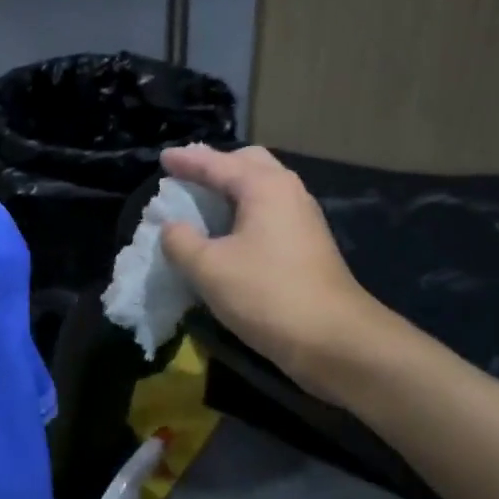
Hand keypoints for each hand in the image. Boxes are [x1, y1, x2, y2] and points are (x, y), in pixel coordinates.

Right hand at [159, 145, 401, 395]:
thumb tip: (172, 227)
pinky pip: (268, 211)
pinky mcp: (307, 243)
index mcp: (264, 186)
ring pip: (262, 187)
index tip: (163, 158)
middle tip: (187, 176)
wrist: (335, 340)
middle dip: (216, 165)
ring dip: (231, 189)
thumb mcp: (209, 268)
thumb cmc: (267, 294)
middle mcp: (288, 191)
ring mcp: (303, 217)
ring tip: (203, 201)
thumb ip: (181, 241)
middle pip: (248, 163)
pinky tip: (228, 231)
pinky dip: (244, 210)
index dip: (187, 160)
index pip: (217, 163)